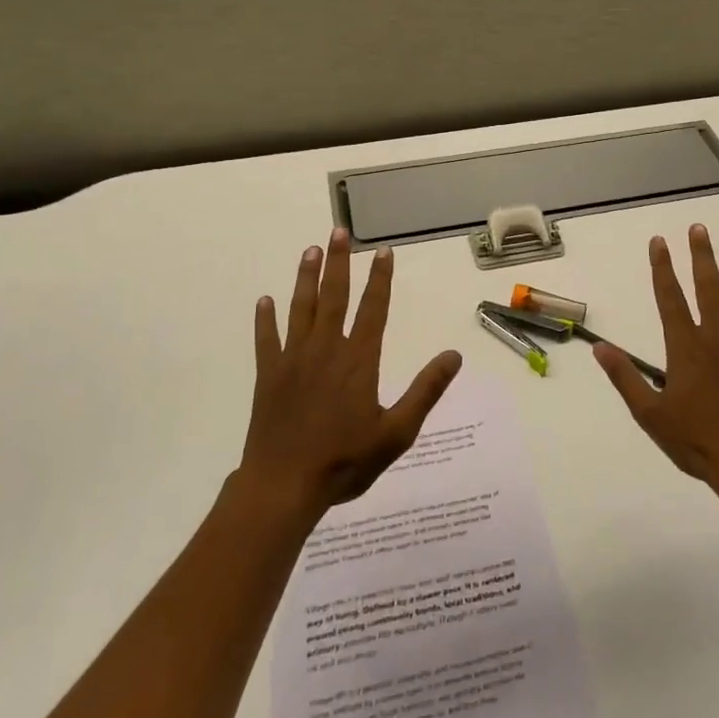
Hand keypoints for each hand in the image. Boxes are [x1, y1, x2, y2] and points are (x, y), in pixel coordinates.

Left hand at [240, 229, 461, 519]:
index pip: (373, 308)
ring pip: (300, 309)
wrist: (284, 485)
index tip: (382, 251)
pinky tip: (264, 301)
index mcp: (359, 360)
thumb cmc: (345, 461)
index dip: (380, 278)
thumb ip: (425, 391)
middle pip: (334, 297)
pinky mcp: (268, 375)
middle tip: (338, 232)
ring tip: (310, 250)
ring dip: (306, 278)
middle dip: (339, 263)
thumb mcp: (397, 432)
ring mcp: (293, 360)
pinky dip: (264, 319)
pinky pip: (266, 340)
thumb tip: (454, 355)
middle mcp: (326, 349)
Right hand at [595, 224, 718, 492]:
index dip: (663, 268)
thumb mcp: (649, 413)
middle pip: (708, 290)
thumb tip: (600, 348)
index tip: (659, 241)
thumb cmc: (695, 440)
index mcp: (686, 347)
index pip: (670, 298)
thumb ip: (625, 378)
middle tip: (700, 229)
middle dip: (702, 258)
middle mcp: (717, 340)